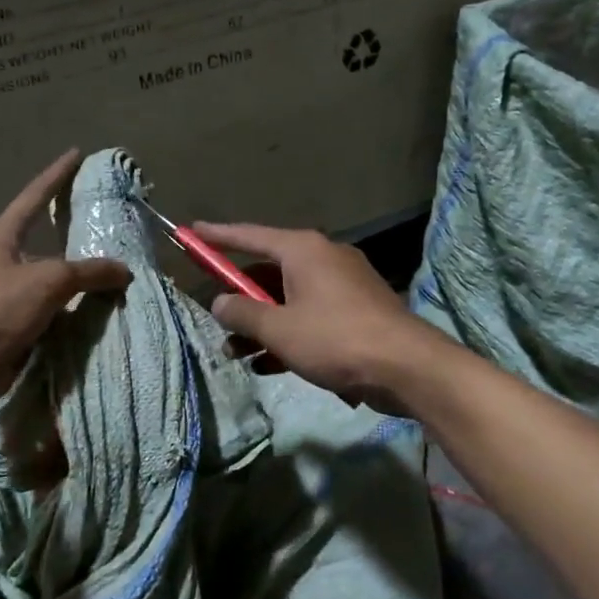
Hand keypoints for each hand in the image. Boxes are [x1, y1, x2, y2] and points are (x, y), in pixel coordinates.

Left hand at [0, 149, 131, 410]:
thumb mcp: (49, 280)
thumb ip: (89, 271)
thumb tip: (124, 271)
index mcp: (1, 237)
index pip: (35, 196)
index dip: (57, 175)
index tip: (76, 154)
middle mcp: (1, 261)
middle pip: (44, 241)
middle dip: (72, 235)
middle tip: (105, 224)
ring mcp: (5, 295)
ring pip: (50, 280)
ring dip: (77, 281)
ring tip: (114, 274)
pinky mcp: (12, 326)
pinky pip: (51, 312)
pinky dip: (72, 312)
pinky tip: (98, 313)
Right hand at [194, 222, 447, 406]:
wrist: (406, 366)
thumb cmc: (335, 339)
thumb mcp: (279, 329)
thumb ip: (243, 313)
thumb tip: (219, 302)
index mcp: (303, 250)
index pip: (250, 236)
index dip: (218, 236)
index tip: (192, 232)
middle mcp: (323, 258)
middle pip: (268, 272)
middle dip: (240, 299)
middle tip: (216, 318)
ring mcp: (342, 286)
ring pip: (288, 300)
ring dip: (261, 325)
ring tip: (235, 354)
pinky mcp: (355, 312)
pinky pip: (310, 316)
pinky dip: (288, 335)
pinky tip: (268, 365)